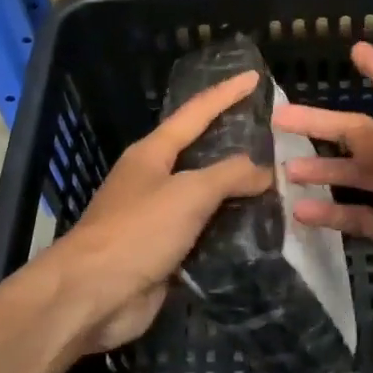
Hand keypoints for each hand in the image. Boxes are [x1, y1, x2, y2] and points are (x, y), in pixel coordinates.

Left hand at [46, 71, 271, 354]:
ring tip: (279, 185)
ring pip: (205, 197)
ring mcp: (157, 218)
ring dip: (237, 193)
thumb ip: (229, 175)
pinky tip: (260, 231)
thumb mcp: (188, 193)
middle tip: (276, 137)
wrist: (93, 295)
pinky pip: (204, 233)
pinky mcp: (165, 252)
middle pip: (200, 154)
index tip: (254, 77)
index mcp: (152, 153)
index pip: (195, 113)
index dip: (225, 94)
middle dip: (235, 144)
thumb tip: (264, 170)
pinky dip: (230, 230)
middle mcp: (153, 180)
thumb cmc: (137, 231)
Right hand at [275, 42, 372, 332]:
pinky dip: (333, 213)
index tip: (355, 49)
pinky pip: (360, 216)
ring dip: (323, 171)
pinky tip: (303, 214)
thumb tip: (351, 132)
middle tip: (280, 119)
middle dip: (322, 126)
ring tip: (285, 171)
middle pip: (361, 135)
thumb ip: (371, 143)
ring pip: (357, 176)